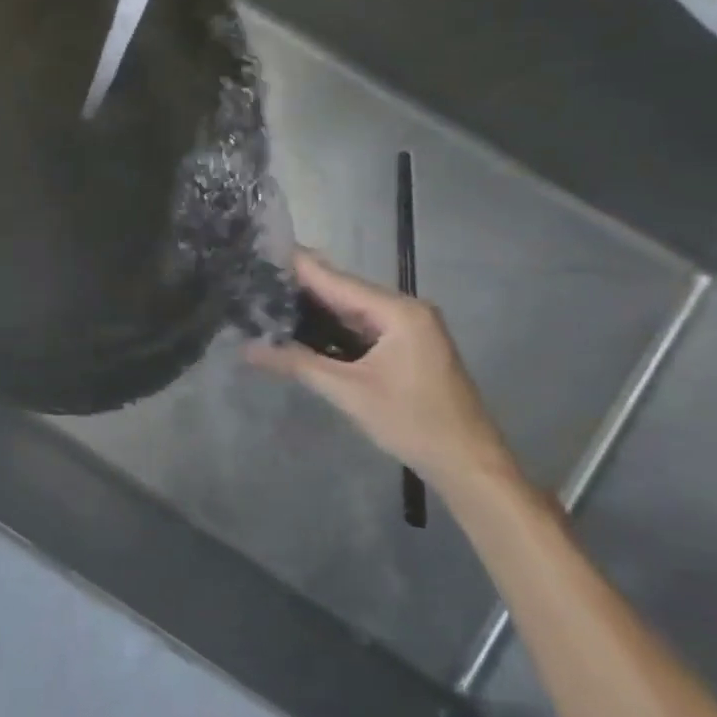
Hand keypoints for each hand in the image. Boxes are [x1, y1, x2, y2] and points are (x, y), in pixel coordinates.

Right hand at [247, 252, 517, 493]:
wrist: (469, 465)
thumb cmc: (413, 423)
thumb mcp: (349, 392)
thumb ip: (297, 363)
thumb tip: (247, 348)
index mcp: (397, 311)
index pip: (335, 279)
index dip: (296, 266)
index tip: (258, 250)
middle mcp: (404, 310)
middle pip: (342, 290)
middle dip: (299, 286)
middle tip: (252, 277)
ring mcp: (407, 328)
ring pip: (350, 309)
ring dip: (313, 308)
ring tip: (265, 298)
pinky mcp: (405, 347)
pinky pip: (360, 327)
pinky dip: (331, 327)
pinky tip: (299, 327)